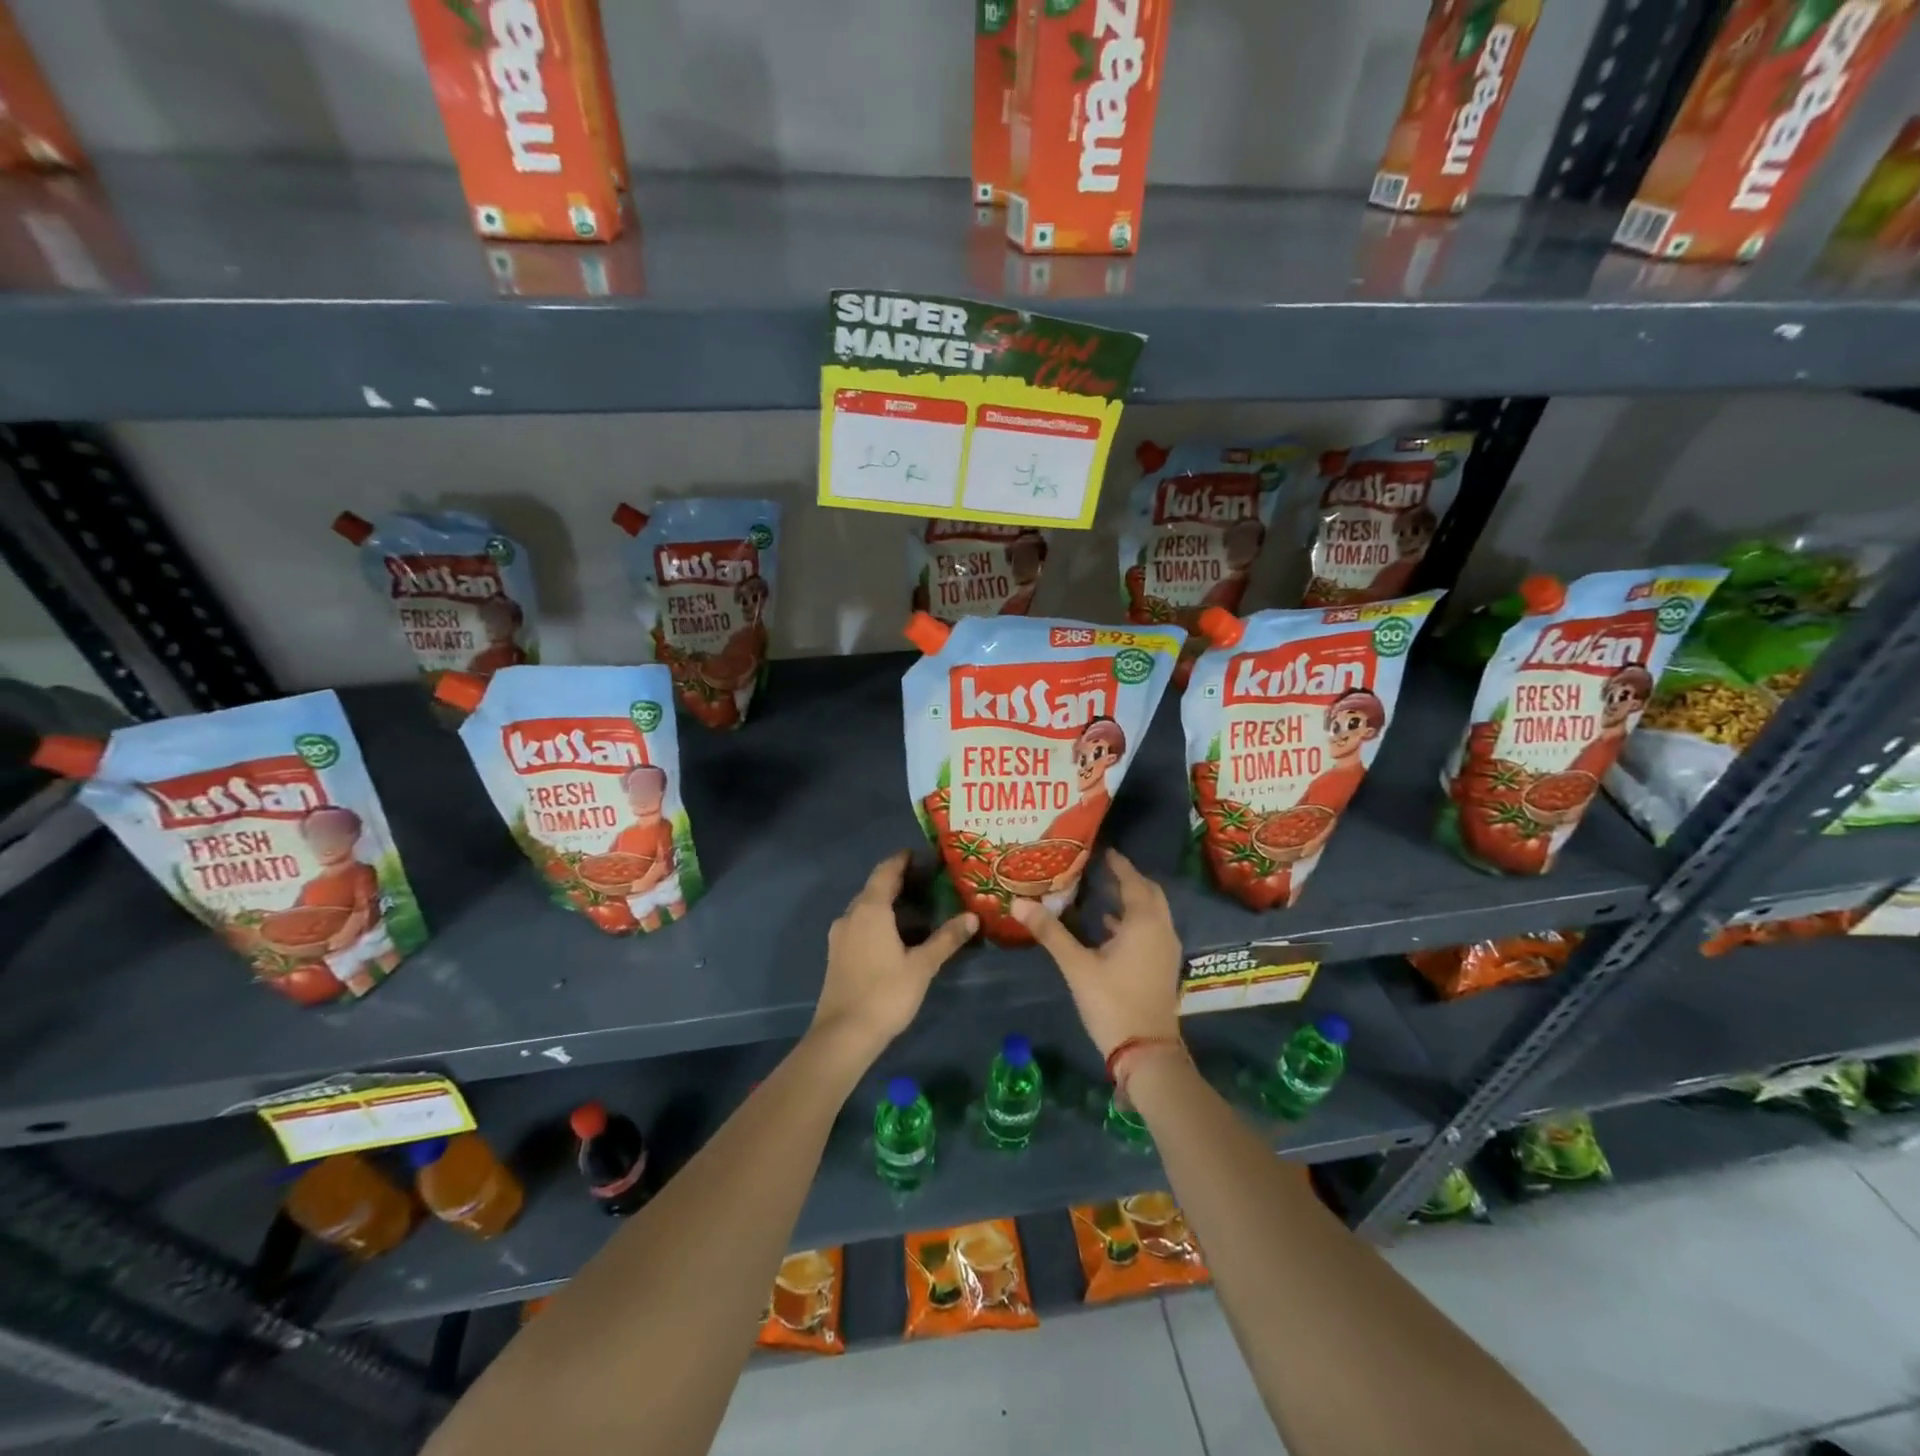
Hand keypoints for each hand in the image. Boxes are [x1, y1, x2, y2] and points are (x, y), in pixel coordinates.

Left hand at [811, 852, 975, 1062]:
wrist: (843, 1035)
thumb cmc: (885, 994)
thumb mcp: (922, 966)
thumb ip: (947, 938)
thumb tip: (972, 917)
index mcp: (870, 910)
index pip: (886, 871)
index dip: (902, 860)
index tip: (920, 854)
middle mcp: (851, 915)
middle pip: (875, 888)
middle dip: (898, 881)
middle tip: (927, 882)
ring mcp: (840, 935)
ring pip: (866, 908)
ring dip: (888, 904)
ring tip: (917, 909)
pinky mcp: (837, 954)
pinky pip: (860, 925)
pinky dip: (879, 921)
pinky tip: (896, 935)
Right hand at [1012, 850, 1180, 1056]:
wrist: (1147, 1053)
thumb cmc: (1112, 1002)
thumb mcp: (1077, 966)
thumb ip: (1050, 932)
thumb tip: (1018, 903)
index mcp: (1144, 922)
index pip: (1133, 881)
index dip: (1119, 864)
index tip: (1102, 850)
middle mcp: (1161, 929)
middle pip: (1148, 893)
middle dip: (1128, 879)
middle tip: (1102, 868)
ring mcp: (1165, 950)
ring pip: (1152, 913)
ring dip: (1131, 900)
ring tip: (1101, 892)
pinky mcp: (1162, 967)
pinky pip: (1150, 930)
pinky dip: (1133, 921)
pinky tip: (1107, 928)